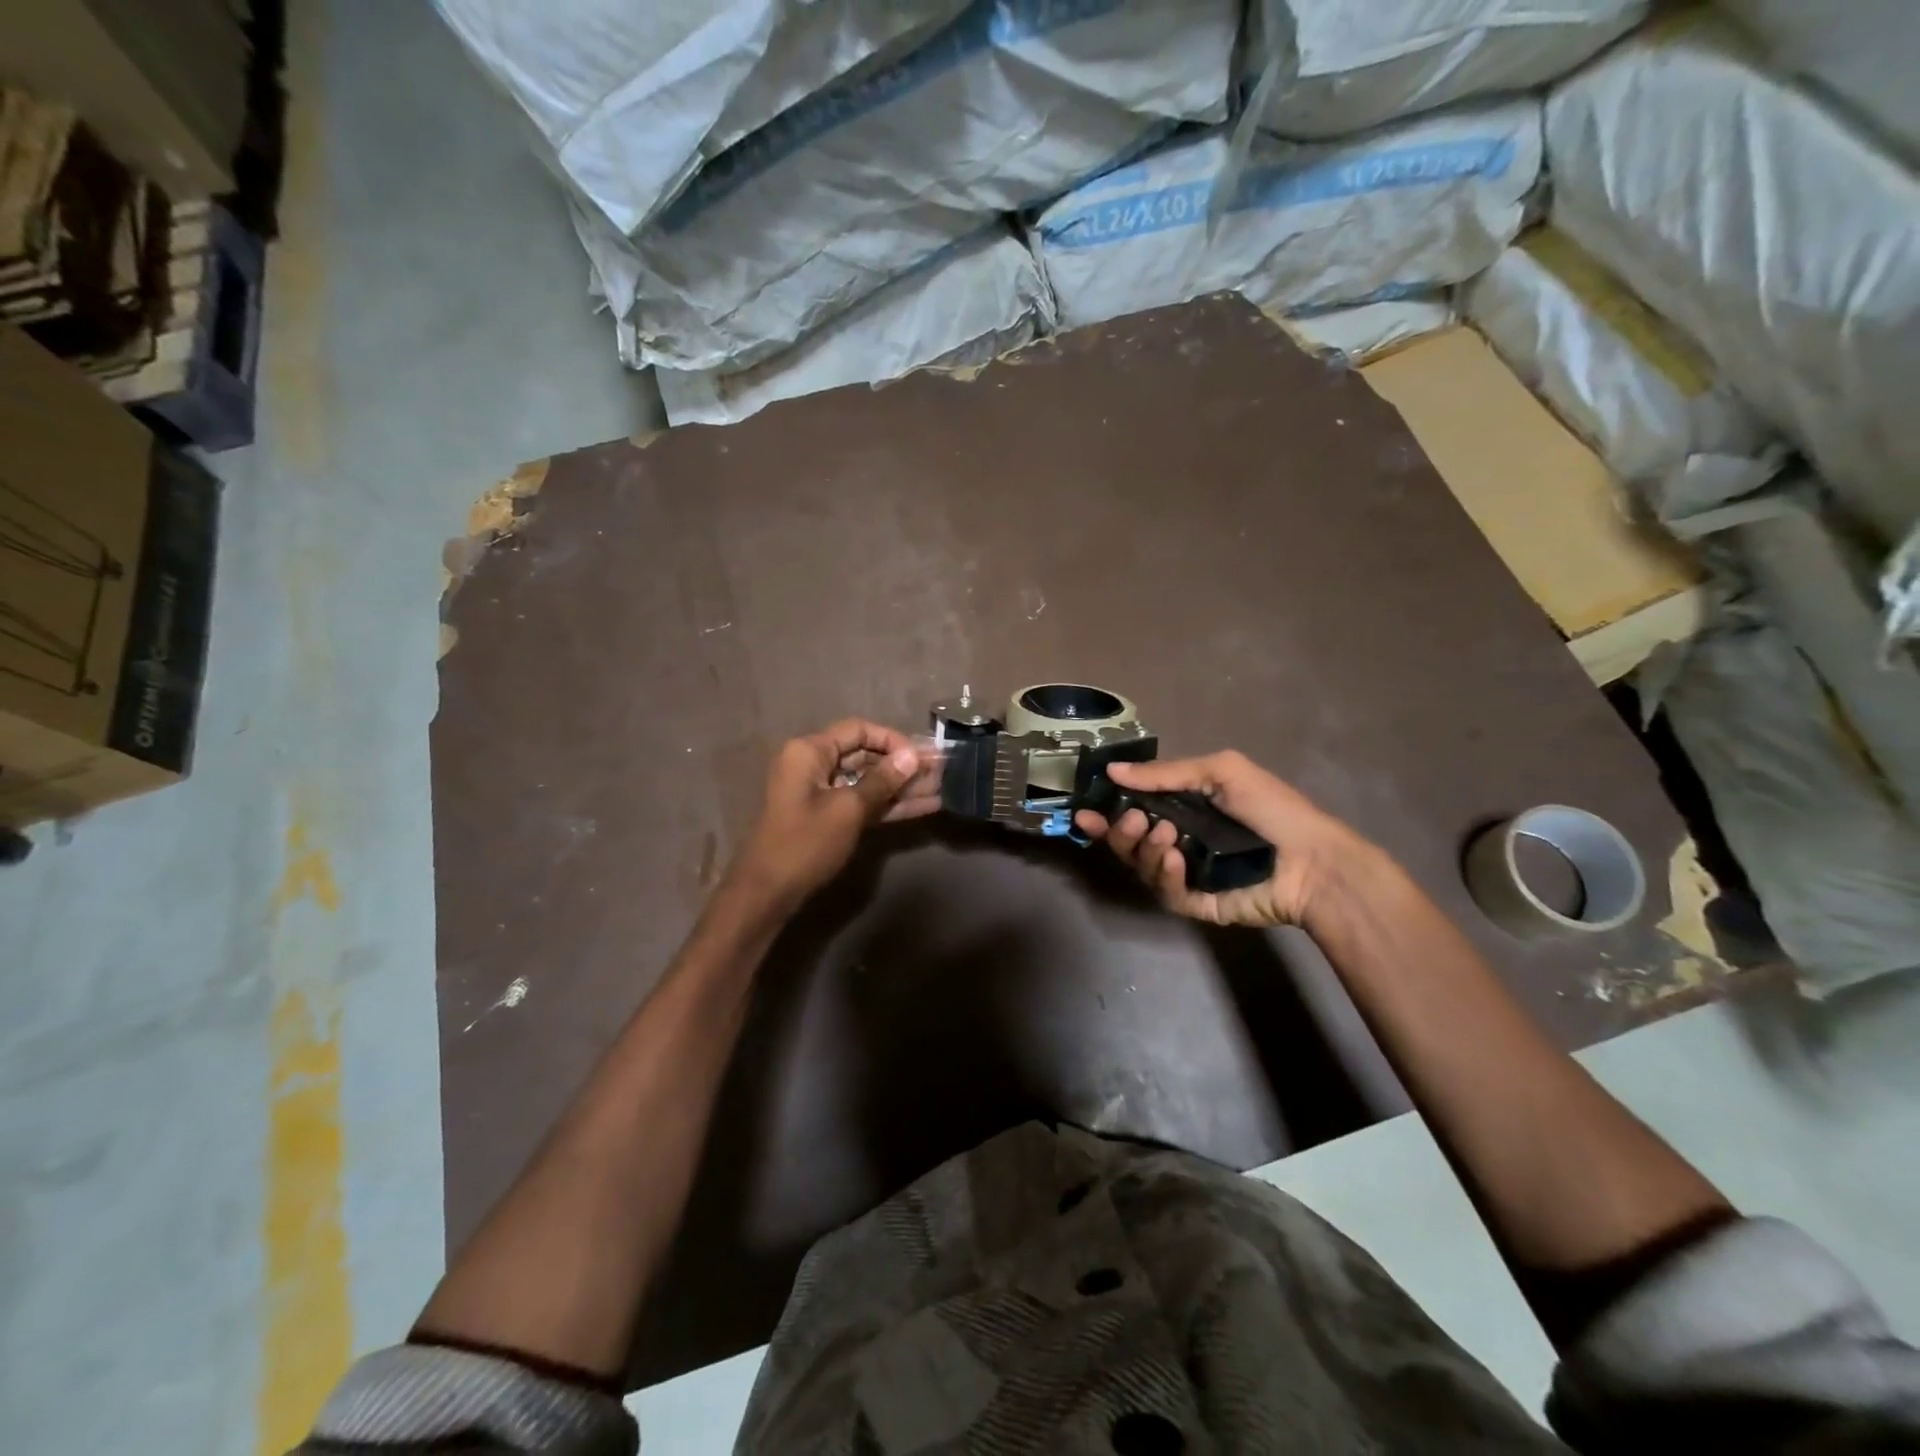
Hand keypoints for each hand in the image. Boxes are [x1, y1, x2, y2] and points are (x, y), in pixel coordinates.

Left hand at [730, 718, 940, 910]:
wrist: (769, 893)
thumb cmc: (805, 843)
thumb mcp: (848, 810)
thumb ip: (882, 781)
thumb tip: (912, 756)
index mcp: (810, 752)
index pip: (858, 731)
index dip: (892, 740)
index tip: (920, 757)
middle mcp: (814, 765)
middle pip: (865, 755)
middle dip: (902, 765)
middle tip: (941, 771)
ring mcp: (821, 792)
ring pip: (868, 781)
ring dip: (902, 786)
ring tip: (941, 788)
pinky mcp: (829, 817)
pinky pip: (862, 802)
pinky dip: (889, 804)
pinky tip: (924, 807)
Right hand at [1073, 750, 1380, 928]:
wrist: (1312, 860)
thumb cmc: (1271, 809)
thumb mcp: (1220, 772)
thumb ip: (1165, 774)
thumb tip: (1112, 770)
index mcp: (1182, 810)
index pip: (1132, 811)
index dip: (1106, 814)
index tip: (1085, 812)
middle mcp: (1177, 841)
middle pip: (1127, 842)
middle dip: (1121, 831)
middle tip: (1134, 819)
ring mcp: (1185, 874)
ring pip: (1140, 866)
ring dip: (1144, 849)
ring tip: (1166, 836)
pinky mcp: (1195, 903)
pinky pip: (1163, 892)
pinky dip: (1163, 874)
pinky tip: (1175, 859)